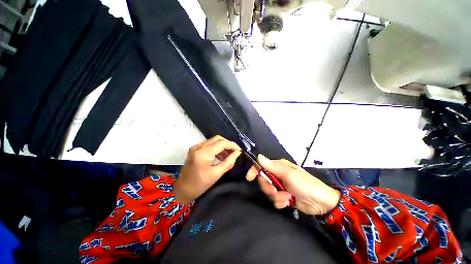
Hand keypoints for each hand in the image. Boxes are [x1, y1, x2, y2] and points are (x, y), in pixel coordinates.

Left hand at [174, 135, 241, 203]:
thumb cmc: (200, 184)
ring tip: (229, 155)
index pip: (221, 143)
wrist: (183, 189)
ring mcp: (195, 147)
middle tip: (234, 152)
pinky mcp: (195, 149)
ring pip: (213, 140)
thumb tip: (237, 153)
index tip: (239, 150)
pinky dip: (216, 147)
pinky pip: (209, 144)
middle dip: (228, 144)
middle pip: (217, 138)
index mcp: (203, 154)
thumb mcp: (217, 174)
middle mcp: (198, 147)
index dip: (232, 145)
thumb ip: (229, 162)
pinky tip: (221, 155)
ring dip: (222, 145)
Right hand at [246, 155, 340, 215]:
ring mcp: (280, 186)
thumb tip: (258, 156)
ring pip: (268, 191)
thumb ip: (271, 166)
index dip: (254, 170)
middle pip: (263, 180)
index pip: (261, 165)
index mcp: (278, 166)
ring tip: (287, 198)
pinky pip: (274, 199)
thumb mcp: (288, 174)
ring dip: (276, 196)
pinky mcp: (283, 196)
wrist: (321, 203)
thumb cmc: (305, 184)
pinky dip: (280, 202)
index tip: (249, 178)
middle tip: (275, 191)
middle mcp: (277, 174)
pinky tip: (288, 202)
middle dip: (268, 187)